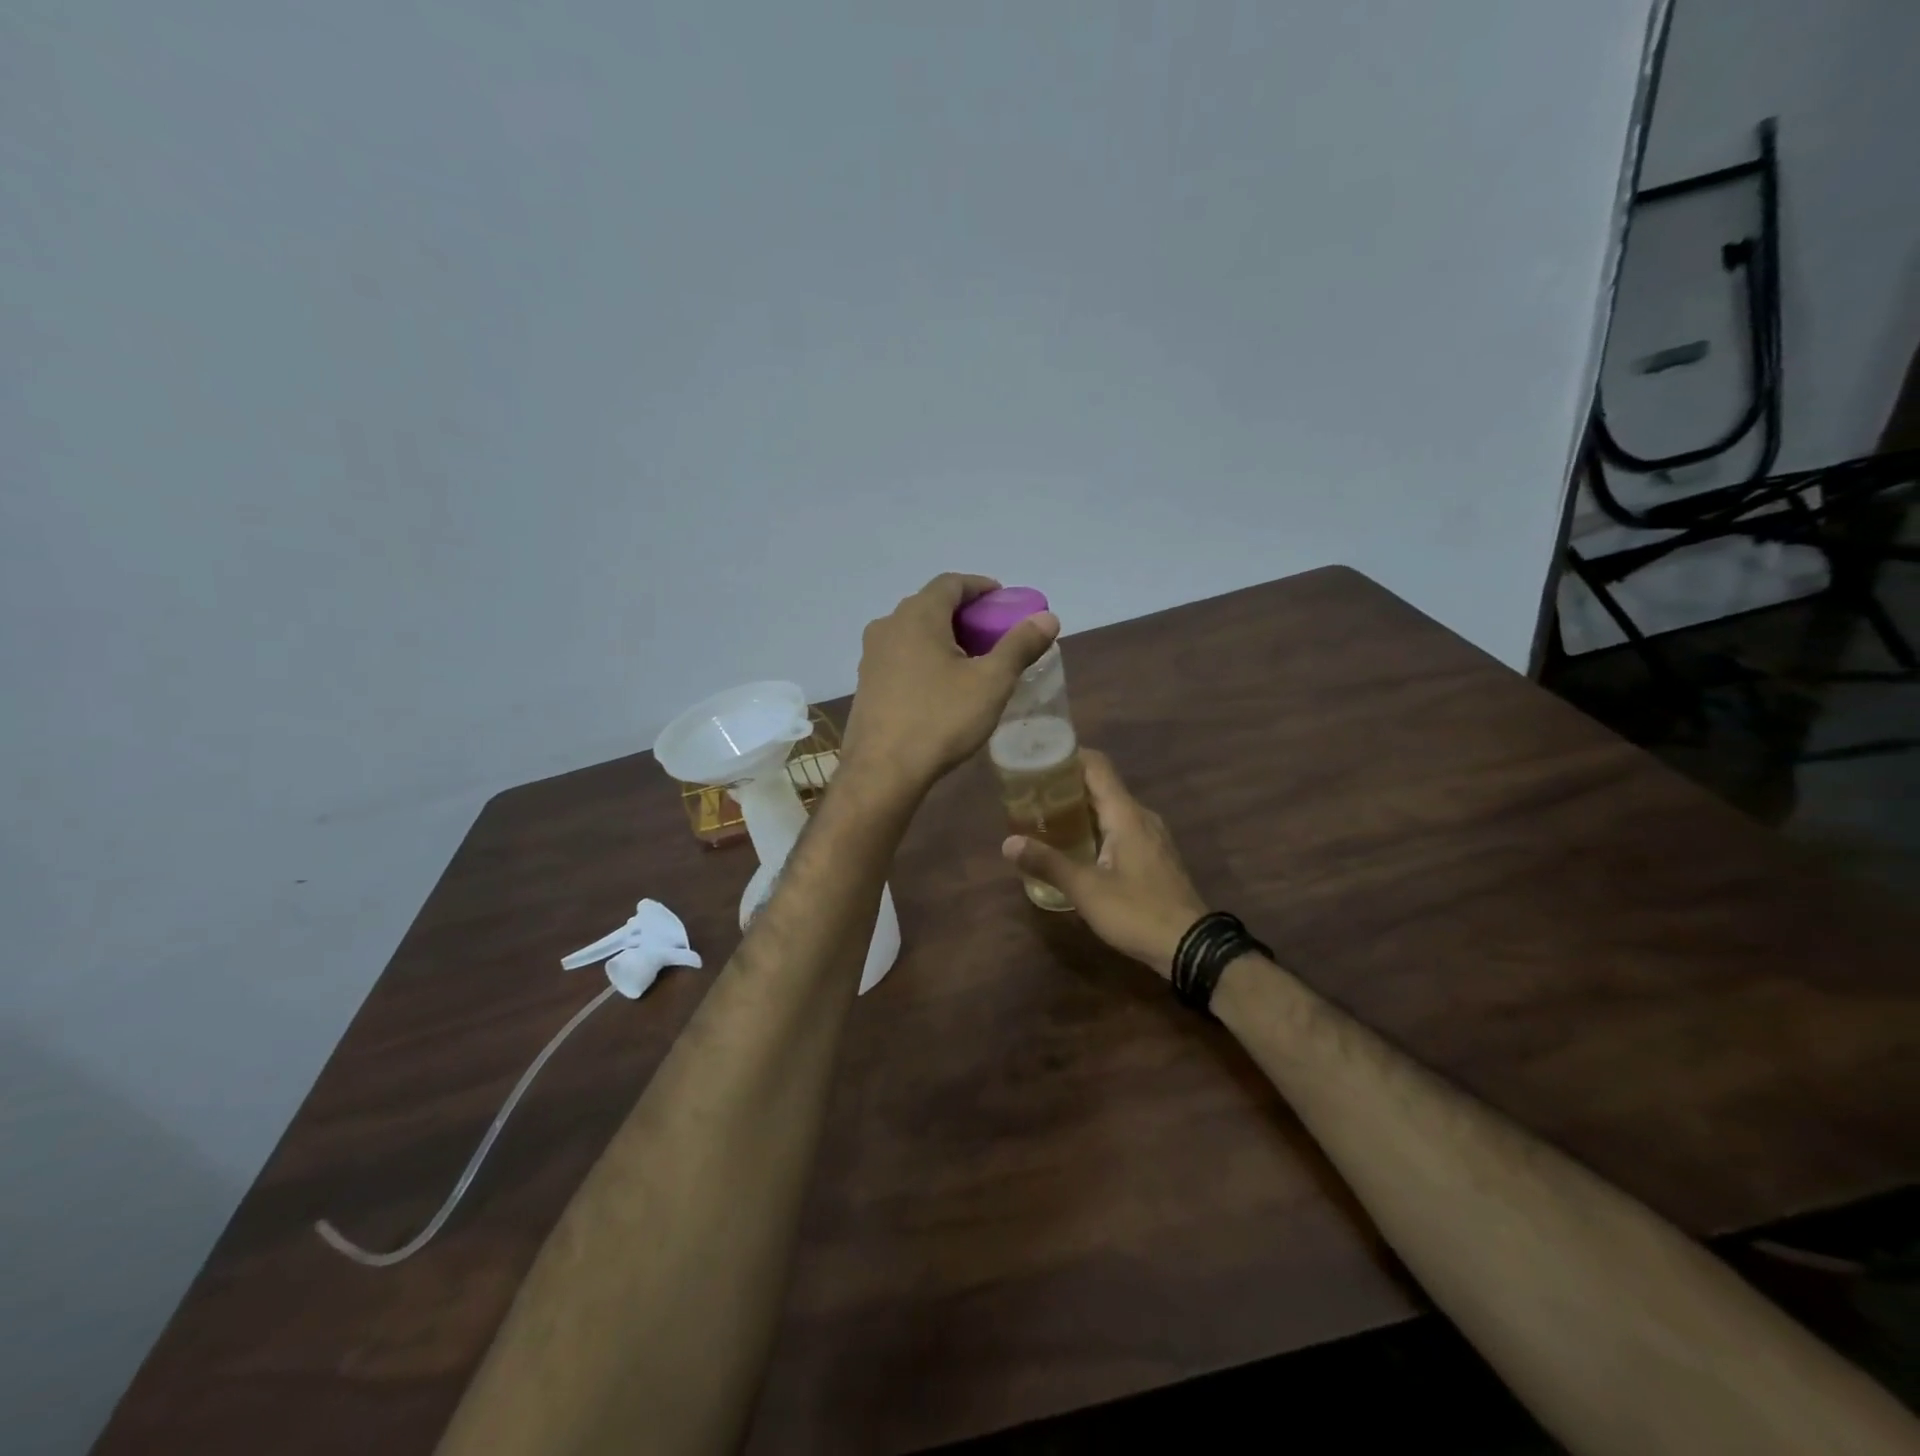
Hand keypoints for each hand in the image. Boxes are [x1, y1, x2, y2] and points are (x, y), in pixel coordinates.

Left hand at [840, 574, 1058, 796]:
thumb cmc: (940, 720)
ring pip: (914, 632)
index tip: (1004, 602)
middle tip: (993, 634)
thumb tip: (1047, 617)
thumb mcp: (991, 682)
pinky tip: (941, 685)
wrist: (882, 771)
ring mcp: (872, 655)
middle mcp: (889, 625)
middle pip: (931, 605)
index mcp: (918, 615)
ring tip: (971, 660)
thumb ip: (1019, 646)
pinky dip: (925, 657)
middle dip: (964, 614)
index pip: (951, 583)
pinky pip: (901, 655)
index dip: (980, 587)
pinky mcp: (866, 682)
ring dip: (943, 636)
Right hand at [1003, 749, 1207, 978]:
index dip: (1069, 756)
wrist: (1191, 947)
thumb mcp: (1086, 889)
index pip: (1097, 766)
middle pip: (1102, 786)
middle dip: (1067, 785)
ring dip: (1081, 808)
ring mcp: (1151, 836)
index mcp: (1126, 814)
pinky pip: (1121, 828)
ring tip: (1046, 817)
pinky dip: (1096, 827)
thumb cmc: (1137, 911)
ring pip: (1112, 809)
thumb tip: (1008, 843)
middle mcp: (1141, 817)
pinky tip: (1076, 845)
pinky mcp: (1154, 856)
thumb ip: (1047, 863)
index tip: (1039, 759)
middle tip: (1031, 792)